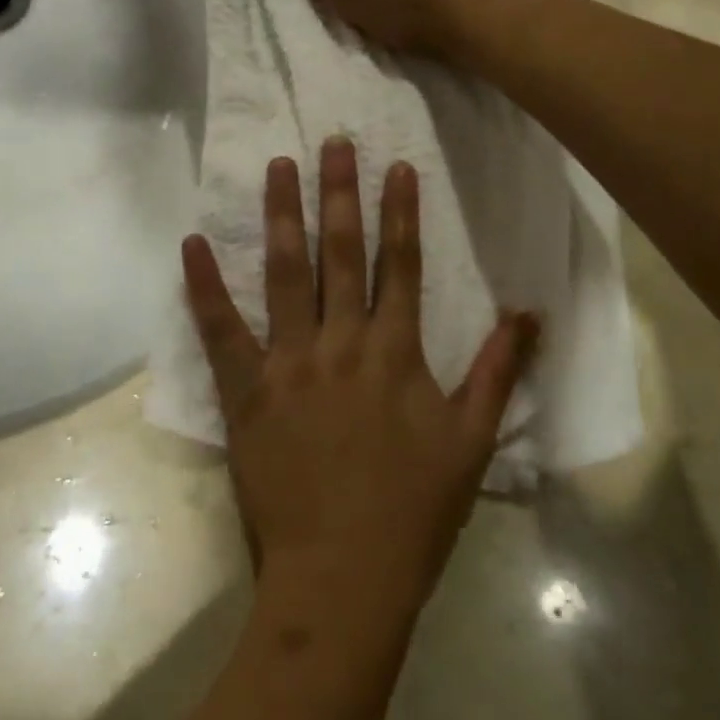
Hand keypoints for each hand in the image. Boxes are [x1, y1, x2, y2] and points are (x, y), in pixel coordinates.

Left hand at [181, 138, 539, 616]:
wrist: (343, 578)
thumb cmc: (413, 511)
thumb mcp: (473, 442)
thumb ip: (499, 371)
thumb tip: (528, 312)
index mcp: (396, 352)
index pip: (401, 264)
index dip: (400, 212)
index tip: (397, 166)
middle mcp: (342, 342)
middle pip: (341, 253)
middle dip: (339, 192)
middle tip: (334, 142)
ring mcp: (288, 363)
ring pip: (285, 274)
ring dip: (282, 215)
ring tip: (279, 166)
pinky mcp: (246, 391)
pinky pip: (220, 330)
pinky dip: (204, 286)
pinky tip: (191, 244)